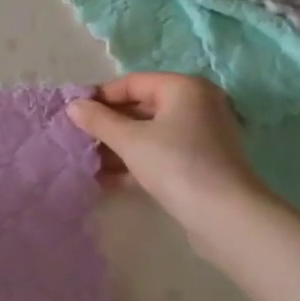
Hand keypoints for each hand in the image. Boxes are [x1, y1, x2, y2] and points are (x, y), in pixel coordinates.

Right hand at [66, 73, 267, 231]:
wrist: (227, 217)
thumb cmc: (176, 164)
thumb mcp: (129, 140)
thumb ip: (98, 120)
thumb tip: (72, 106)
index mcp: (183, 88)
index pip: (131, 83)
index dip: (100, 97)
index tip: (73, 114)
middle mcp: (197, 105)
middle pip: (141, 108)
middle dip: (108, 126)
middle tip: (78, 139)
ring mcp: (202, 136)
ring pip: (149, 134)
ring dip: (118, 147)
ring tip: (88, 162)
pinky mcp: (201, 163)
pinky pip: (161, 153)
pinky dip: (136, 162)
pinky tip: (108, 180)